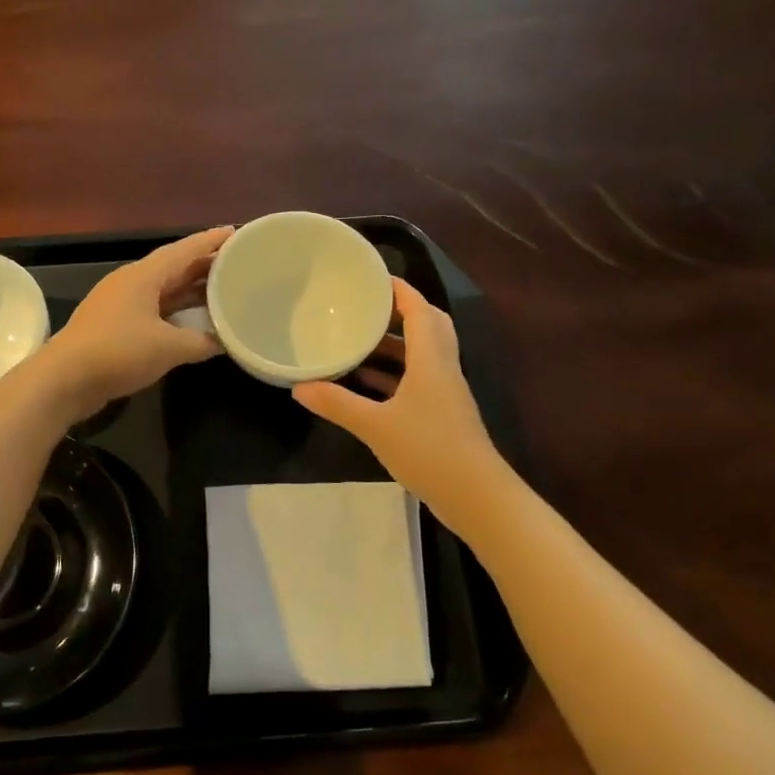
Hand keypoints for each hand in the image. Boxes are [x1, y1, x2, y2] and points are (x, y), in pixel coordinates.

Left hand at [39, 226, 232, 417]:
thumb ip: (201, 342)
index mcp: (143, 276)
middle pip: (174, 268)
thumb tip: (225, 342)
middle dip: (205, 265)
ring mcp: (120, 305)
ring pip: (164, 290)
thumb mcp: (168, 348)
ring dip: (191, 290)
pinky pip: (154, 311)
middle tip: (238, 264)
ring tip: (222, 290)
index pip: (184, 250)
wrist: (64, 380)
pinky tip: (192, 322)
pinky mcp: (114, 327)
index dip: (210, 241)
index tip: (236, 232)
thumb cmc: (118, 352)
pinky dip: (176, 312)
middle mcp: (131, 283)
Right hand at [292, 278, 501, 516]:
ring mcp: (445, 393)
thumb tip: (298, 387)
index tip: (373, 278)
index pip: (420, 310)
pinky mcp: (442, 414)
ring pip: (422, 355)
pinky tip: (366, 384)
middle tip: (366, 307)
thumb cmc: (429, 450)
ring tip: (357, 340)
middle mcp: (442, 368)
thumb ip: (337, 404)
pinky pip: (417, 380)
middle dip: (400, 312)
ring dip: (394, 345)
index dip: (400, 290)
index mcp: (431, 360)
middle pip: (428, 326)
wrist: (476, 496)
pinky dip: (394, 375)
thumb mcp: (375, 426)